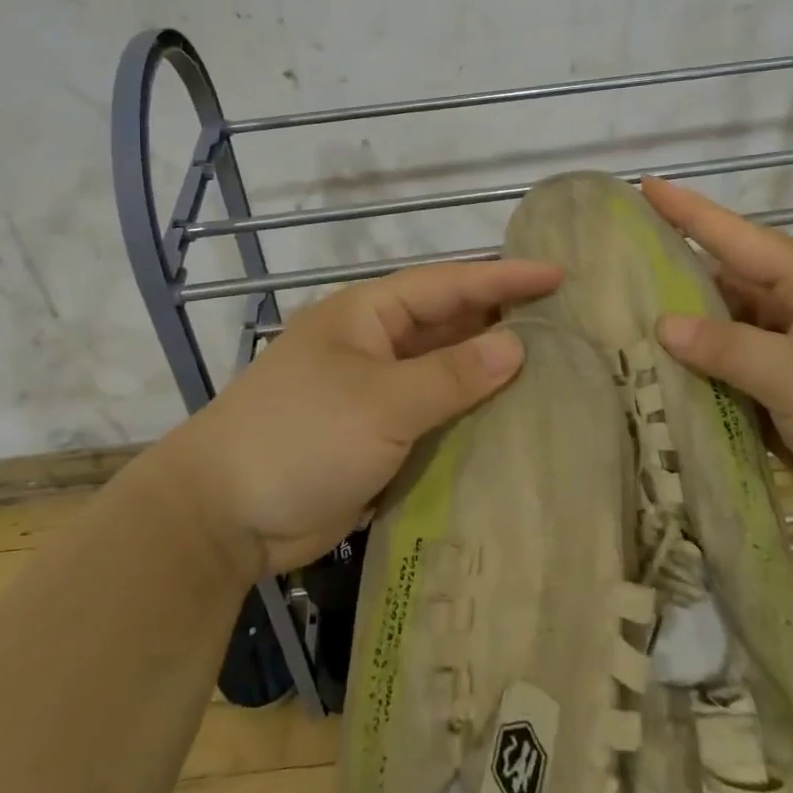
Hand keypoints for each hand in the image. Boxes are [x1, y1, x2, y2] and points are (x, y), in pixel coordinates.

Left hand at [169, 259, 563, 576]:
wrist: (224, 516)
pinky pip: (435, 417)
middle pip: (449, 325)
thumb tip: (516, 347)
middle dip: (503, 322)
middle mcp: (375, 345)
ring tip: (556, 373)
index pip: (448, 285)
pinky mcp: (377, 437)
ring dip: (489, 374)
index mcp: (369, 315)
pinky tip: (512, 424)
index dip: (504, 277)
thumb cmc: (301, 436)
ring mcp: (375, 393)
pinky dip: (469, 417)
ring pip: (445, 373)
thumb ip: (451, 375)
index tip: (560, 276)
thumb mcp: (380, 402)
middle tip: (568, 325)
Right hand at [641, 176, 792, 546]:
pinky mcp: (789, 409)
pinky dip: (700, 388)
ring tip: (618, 332)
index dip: (688, 211)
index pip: (736, 238)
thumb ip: (728, 347)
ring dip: (682, 342)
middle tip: (609, 273)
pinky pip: (732, 388)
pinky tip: (656, 390)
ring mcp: (791, 365)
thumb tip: (663, 325)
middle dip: (671, 282)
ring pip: (723, 343)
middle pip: (722, 290)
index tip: (642, 186)